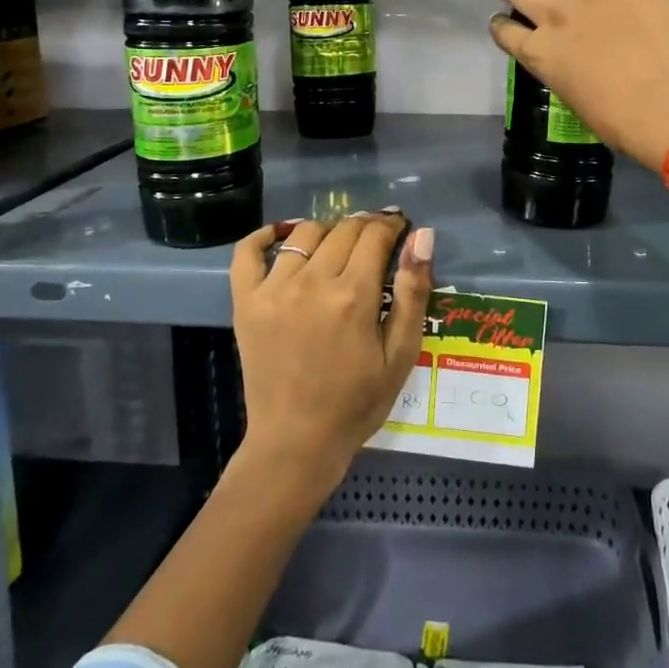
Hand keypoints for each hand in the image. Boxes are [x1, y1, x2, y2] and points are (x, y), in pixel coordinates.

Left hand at [229, 213, 434, 496]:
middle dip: (366, 225)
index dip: (392, 225)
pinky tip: (283, 236)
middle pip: (344, 230)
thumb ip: (414, 292)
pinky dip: (265, 235)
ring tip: (339, 246)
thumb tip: (423, 236)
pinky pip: (247, 252)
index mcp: (354, 296)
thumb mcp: (401, 355)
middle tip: (377, 238)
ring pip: (305, 234)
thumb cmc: (357, 402)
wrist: (296, 442)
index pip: (375, 235)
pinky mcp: (246, 302)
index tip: (400, 228)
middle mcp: (312, 282)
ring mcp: (274, 289)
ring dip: (328, 231)